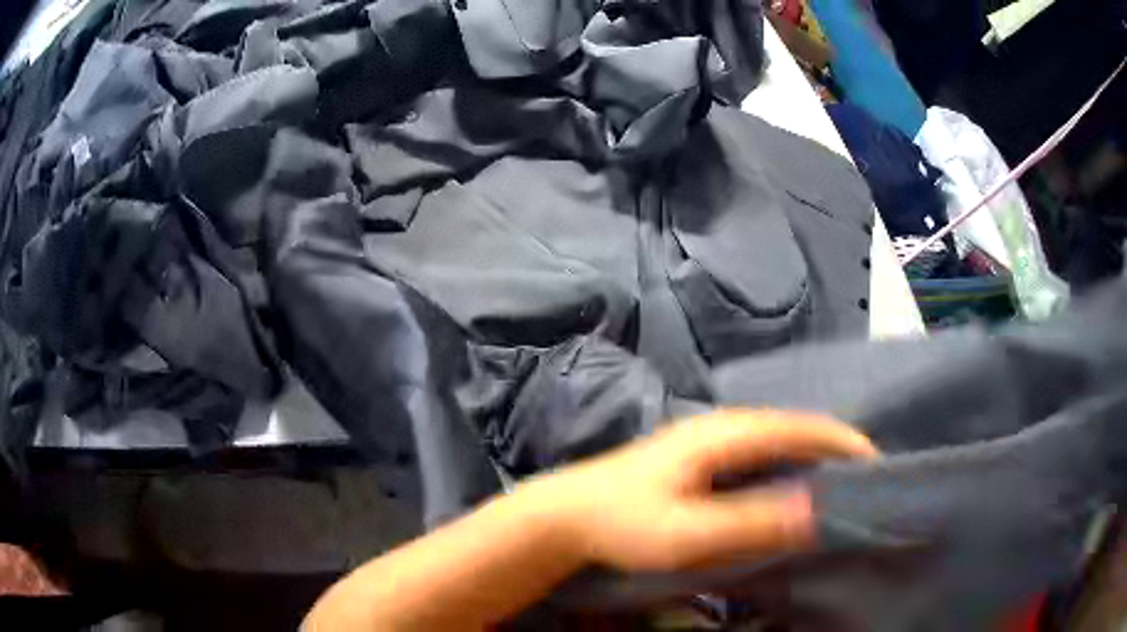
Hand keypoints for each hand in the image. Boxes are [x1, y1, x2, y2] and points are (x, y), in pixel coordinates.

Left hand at [535, 410, 878, 572]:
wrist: (566, 516)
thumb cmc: (623, 523)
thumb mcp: (688, 533)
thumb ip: (751, 523)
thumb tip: (817, 510)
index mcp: (726, 434)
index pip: (802, 427)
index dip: (844, 442)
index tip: (877, 465)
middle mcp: (722, 427)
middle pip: (794, 429)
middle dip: (834, 449)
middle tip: (864, 481)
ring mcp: (709, 440)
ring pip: (777, 440)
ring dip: (811, 458)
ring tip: (839, 486)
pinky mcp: (699, 458)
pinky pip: (759, 454)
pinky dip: (786, 467)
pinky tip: (790, 490)